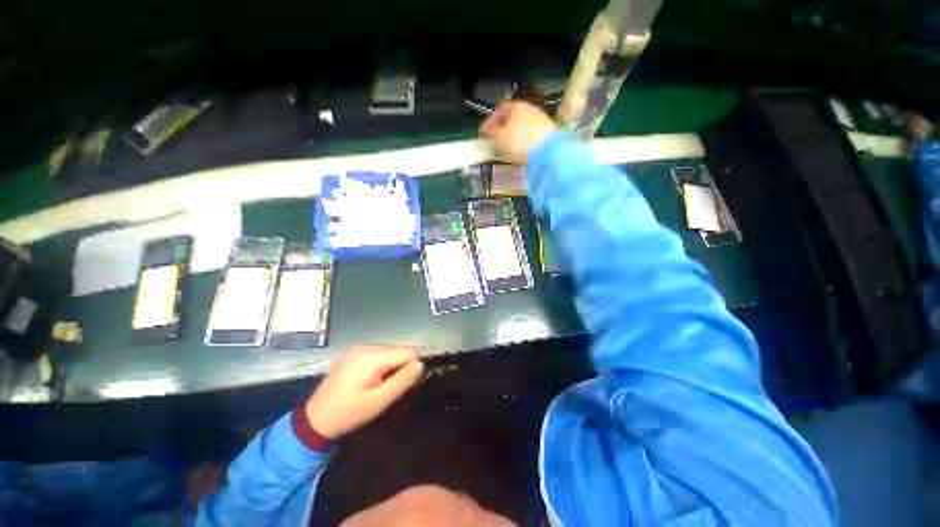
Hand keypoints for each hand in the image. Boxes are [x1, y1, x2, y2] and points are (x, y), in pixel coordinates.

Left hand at [305, 347, 423, 438]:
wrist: (314, 421)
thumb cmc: (349, 413)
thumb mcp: (379, 401)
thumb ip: (403, 380)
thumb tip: (420, 364)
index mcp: (372, 356)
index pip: (406, 352)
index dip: (410, 368)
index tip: (403, 386)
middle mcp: (365, 347)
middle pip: (397, 350)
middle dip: (400, 366)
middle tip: (391, 388)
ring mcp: (356, 349)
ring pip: (387, 352)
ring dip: (390, 366)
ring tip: (380, 386)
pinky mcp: (351, 354)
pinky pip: (375, 354)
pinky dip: (380, 365)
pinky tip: (370, 380)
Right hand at [479, 100, 556, 164]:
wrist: (549, 152)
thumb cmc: (519, 142)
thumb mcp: (499, 139)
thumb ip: (490, 134)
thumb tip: (486, 132)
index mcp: (515, 106)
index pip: (497, 111)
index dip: (488, 123)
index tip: (483, 134)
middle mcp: (529, 108)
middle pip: (510, 117)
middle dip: (501, 128)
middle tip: (494, 141)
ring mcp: (540, 118)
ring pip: (521, 126)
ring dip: (512, 135)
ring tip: (507, 147)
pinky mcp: (548, 131)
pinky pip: (530, 134)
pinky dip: (523, 140)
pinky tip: (520, 149)